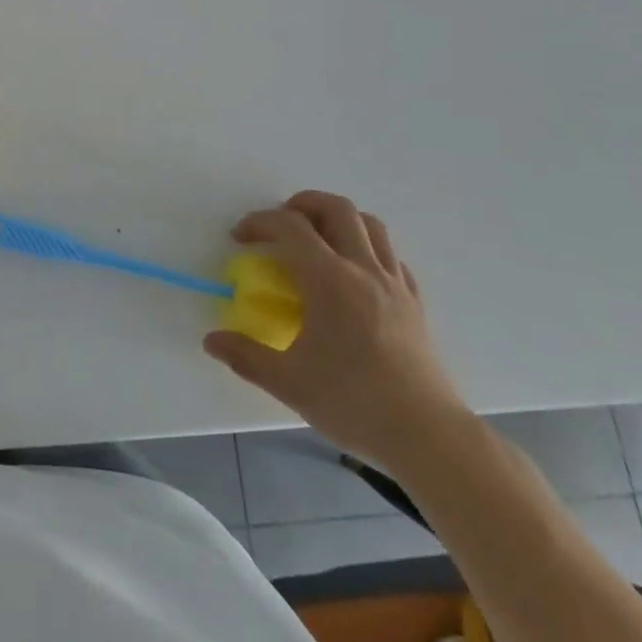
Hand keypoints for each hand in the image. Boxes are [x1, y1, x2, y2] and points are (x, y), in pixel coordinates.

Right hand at [203, 191, 470, 476]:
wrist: (430, 437)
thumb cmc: (354, 403)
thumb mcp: (288, 383)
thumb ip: (246, 356)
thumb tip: (211, 341)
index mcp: (329, 280)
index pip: (290, 227)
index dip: (259, 222)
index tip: (240, 238)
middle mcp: (364, 270)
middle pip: (337, 208)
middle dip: (302, 204)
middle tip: (280, 225)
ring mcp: (395, 285)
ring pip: (371, 225)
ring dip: (338, 220)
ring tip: (316, 240)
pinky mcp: (415, 304)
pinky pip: (392, 257)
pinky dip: (367, 249)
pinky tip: (353, 274)